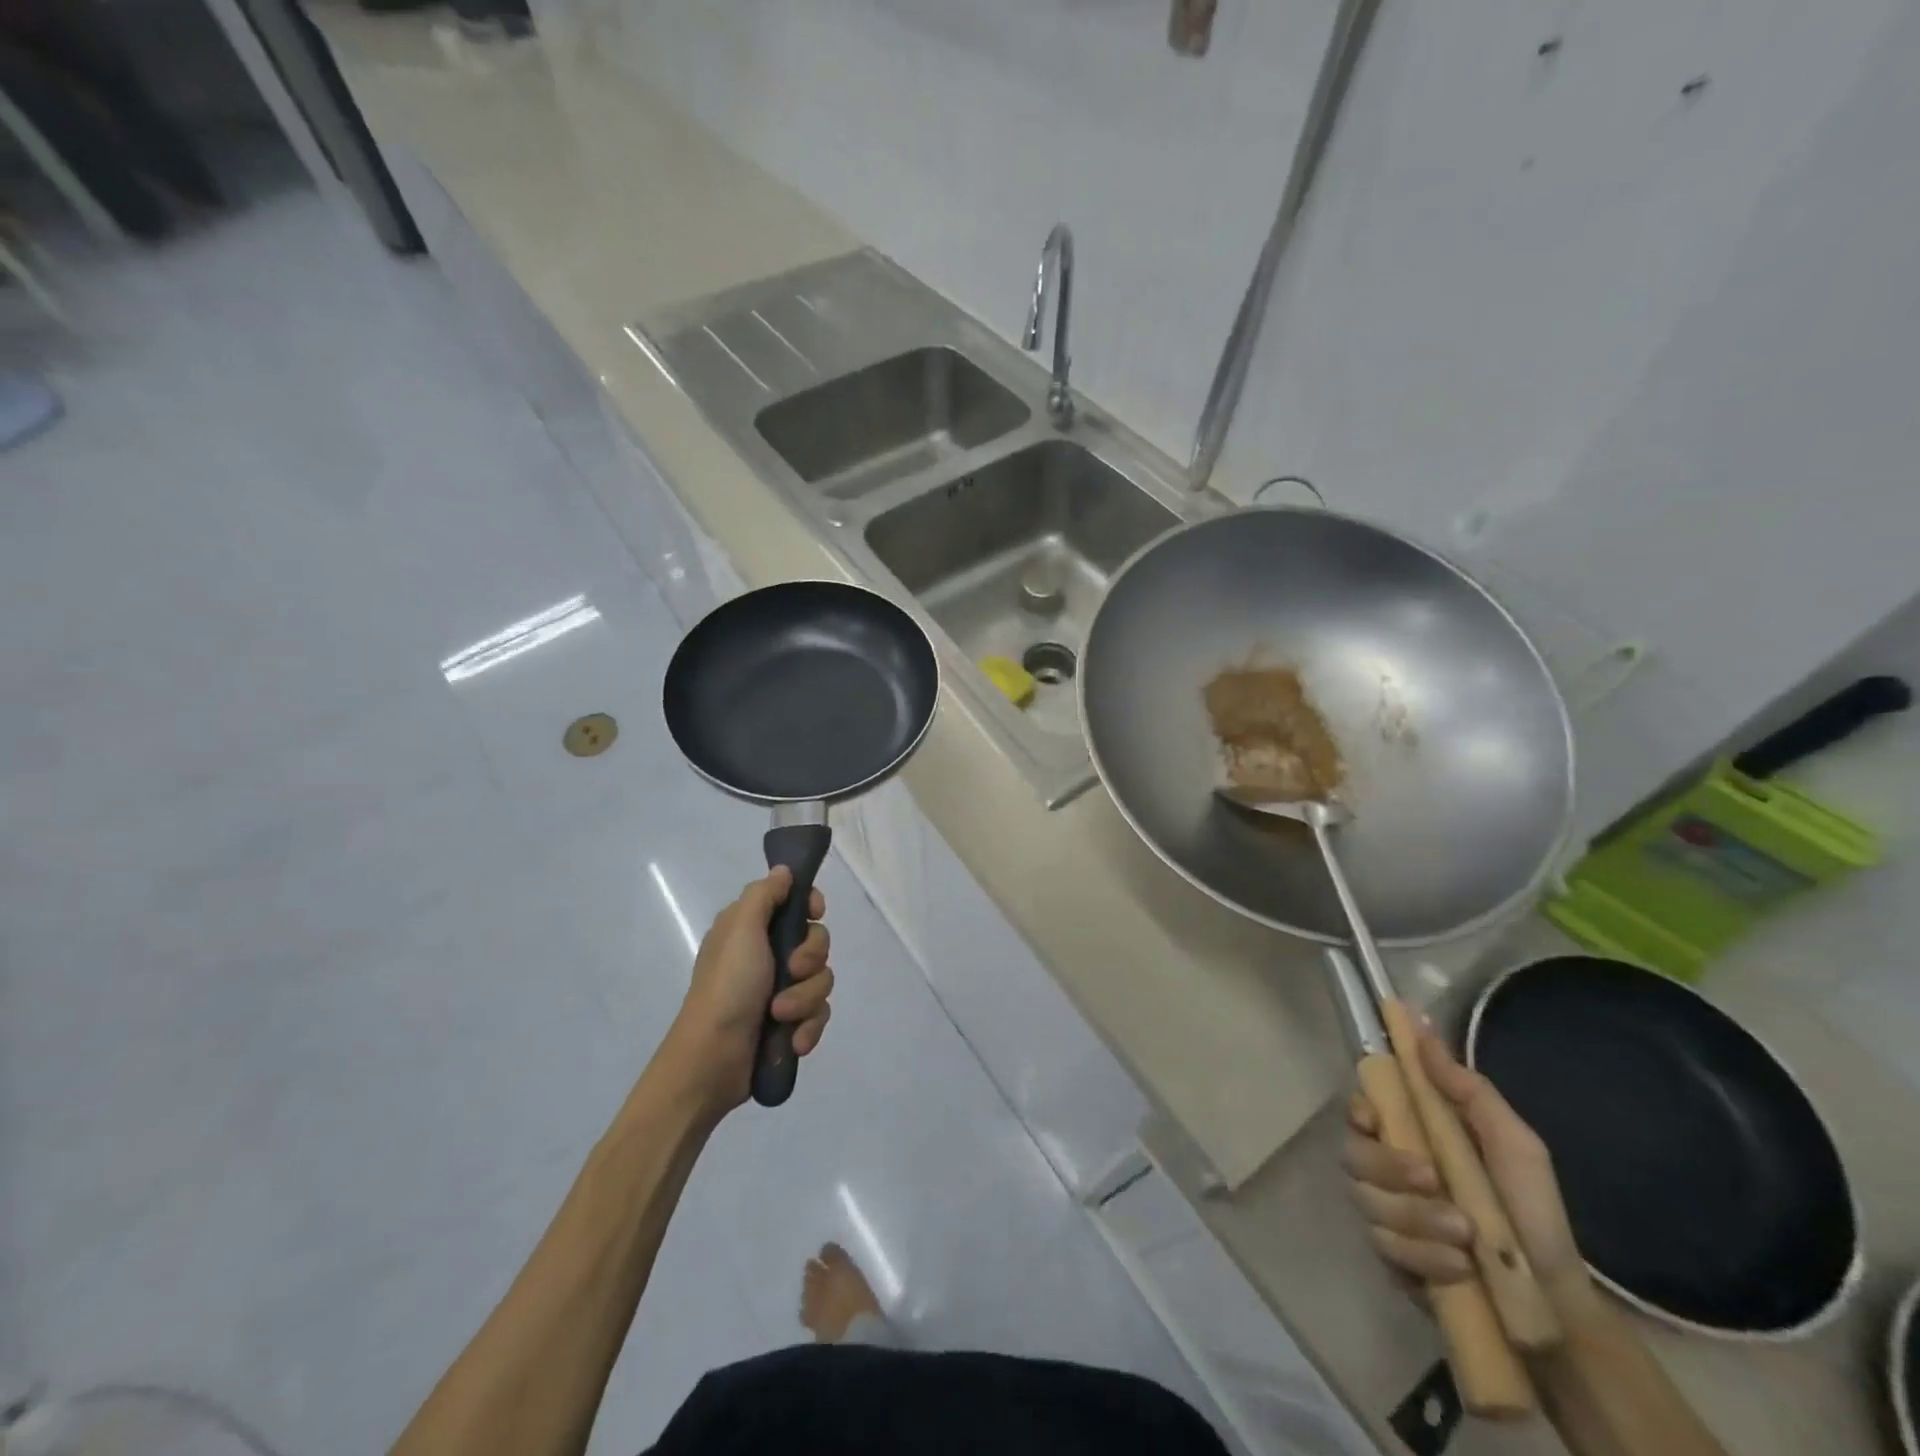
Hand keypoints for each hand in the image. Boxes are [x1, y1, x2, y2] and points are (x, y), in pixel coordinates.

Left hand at [666, 867, 833, 1114]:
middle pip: (817, 941)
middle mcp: (768, 955)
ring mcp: (780, 991)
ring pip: (822, 980)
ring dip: (806, 999)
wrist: (711, 1060)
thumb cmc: (727, 986)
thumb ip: (765, 895)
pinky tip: (795, 1041)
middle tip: (791, 971)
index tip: (814, 912)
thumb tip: (784, 870)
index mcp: (752, 928)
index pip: (796, 903)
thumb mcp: (741, 929)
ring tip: (781, 1016)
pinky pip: (819, 1015)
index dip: (810, 906)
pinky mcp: (789, 1023)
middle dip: (811, 959)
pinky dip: (809, 1027)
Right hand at [1345, 1031, 1589, 1310]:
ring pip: (1367, 1201)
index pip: (1359, 1109)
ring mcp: (1386, 1215)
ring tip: (1464, 1237)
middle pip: (1353, 1154)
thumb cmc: (1532, 1209)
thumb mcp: (1512, 1141)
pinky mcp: (1392, 1259)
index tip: (1376, 1119)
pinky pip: (1384, 1248)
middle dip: (1389, 1168)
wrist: (1556, 1300)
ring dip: (1414, 1216)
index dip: (1359, 1110)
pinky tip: (1458, 1266)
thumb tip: (1421, 1028)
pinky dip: (1422, 1255)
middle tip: (1432, 1180)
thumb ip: (1467, 1087)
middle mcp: (1387, 1169)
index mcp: (1412, 1135)